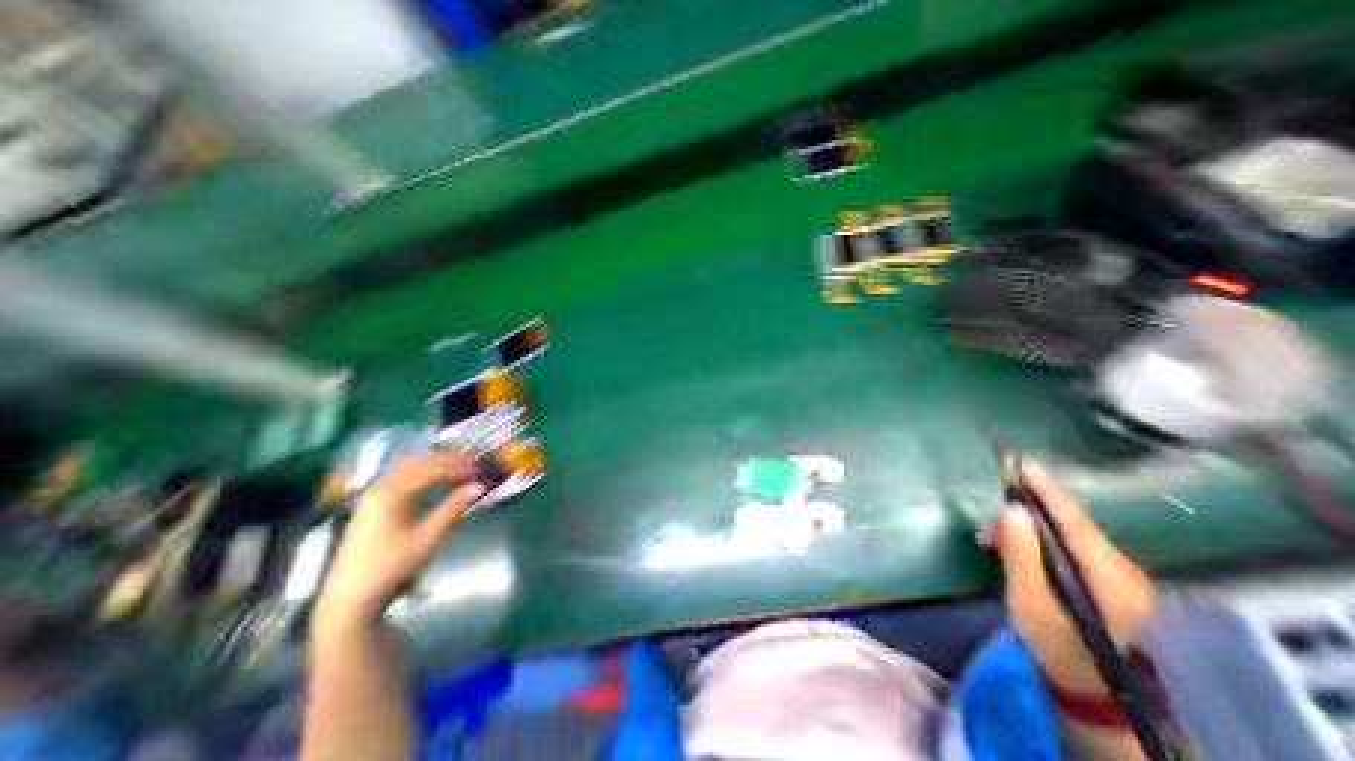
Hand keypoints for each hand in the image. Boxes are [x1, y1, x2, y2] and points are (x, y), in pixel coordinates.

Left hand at [315, 456, 485, 632]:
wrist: (350, 598)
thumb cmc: (392, 566)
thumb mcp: (428, 537)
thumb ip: (454, 507)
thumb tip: (480, 485)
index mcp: (391, 494)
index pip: (431, 469)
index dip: (458, 466)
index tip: (480, 468)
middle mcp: (379, 487)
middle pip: (418, 462)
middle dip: (448, 460)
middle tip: (473, 464)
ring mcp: (373, 494)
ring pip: (408, 466)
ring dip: (434, 462)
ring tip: (458, 467)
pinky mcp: (372, 503)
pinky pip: (400, 475)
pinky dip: (422, 470)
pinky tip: (434, 478)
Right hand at [992, 461, 1153, 698]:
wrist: (1095, 689)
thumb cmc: (1058, 645)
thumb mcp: (1029, 600)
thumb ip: (1020, 553)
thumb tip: (1012, 509)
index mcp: (1109, 575)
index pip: (1074, 520)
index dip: (1048, 490)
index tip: (1024, 465)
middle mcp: (1123, 569)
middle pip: (1071, 524)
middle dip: (1027, 511)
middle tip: (988, 516)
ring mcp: (1123, 576)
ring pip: (1070, 534)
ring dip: (1029, 528)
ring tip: (990, 538)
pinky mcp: (1113, 581)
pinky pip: (1073, 547)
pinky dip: (1042, 540)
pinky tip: (1015, 548)